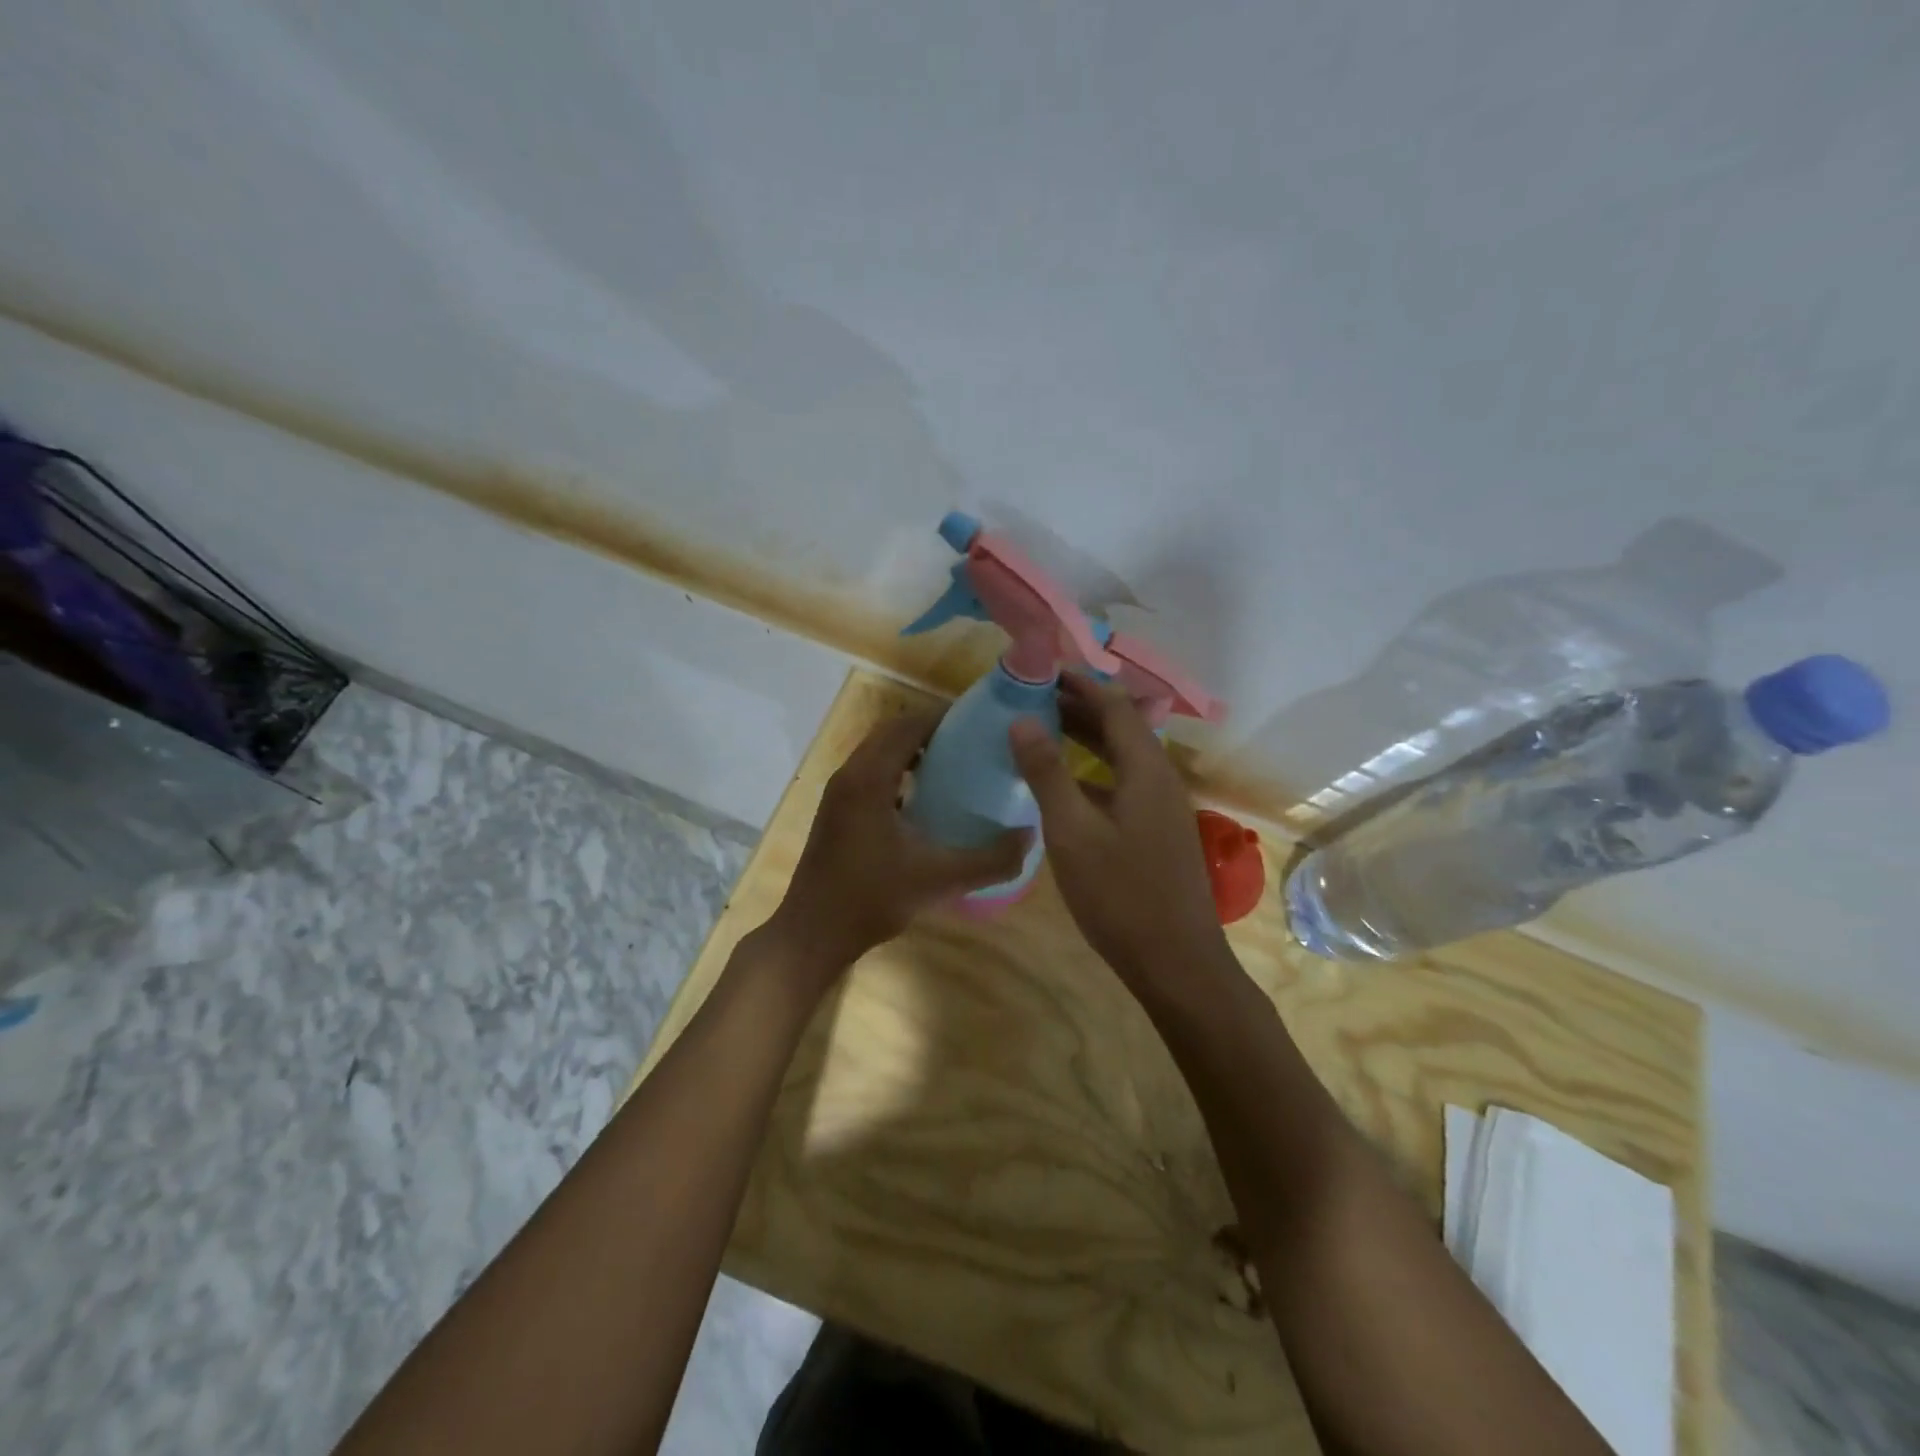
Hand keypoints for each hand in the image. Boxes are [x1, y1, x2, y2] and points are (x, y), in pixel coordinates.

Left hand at [766, 708, 1028, 985]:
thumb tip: (1030, 836)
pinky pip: (871, 774)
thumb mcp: (938, 880)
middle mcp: (850, 776)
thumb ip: (989, 860)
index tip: (981, 723)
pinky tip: (926, 800)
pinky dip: (898, 772)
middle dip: (931, 731)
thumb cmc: (870, 899)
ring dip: (913, 751)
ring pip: (879, 753)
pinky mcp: (837, 812)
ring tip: (955, 766)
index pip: (908, 726)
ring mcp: (839, 794)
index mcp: (869, 778)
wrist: (812, 934)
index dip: (944, 718)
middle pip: (892, 733)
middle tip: (973, 744)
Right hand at [1009, 673, 1226, 986]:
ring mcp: (1162, 808)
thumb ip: (1047, 773)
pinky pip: (1123, 784)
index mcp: (1146, 770)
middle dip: (1080, 707)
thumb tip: (1022, 720)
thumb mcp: (1073, 832)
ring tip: (1043, 729)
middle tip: (1034, 697)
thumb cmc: (1120, 895)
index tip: (1043, 670)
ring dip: (1087, 739)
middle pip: (1122, 727)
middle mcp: (1160, 779)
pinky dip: (1093, 771)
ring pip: (1123, 757)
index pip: (1115, 706)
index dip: (1080, 684)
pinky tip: (1066, 786)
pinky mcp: (1157, 833)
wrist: (1176, 962)